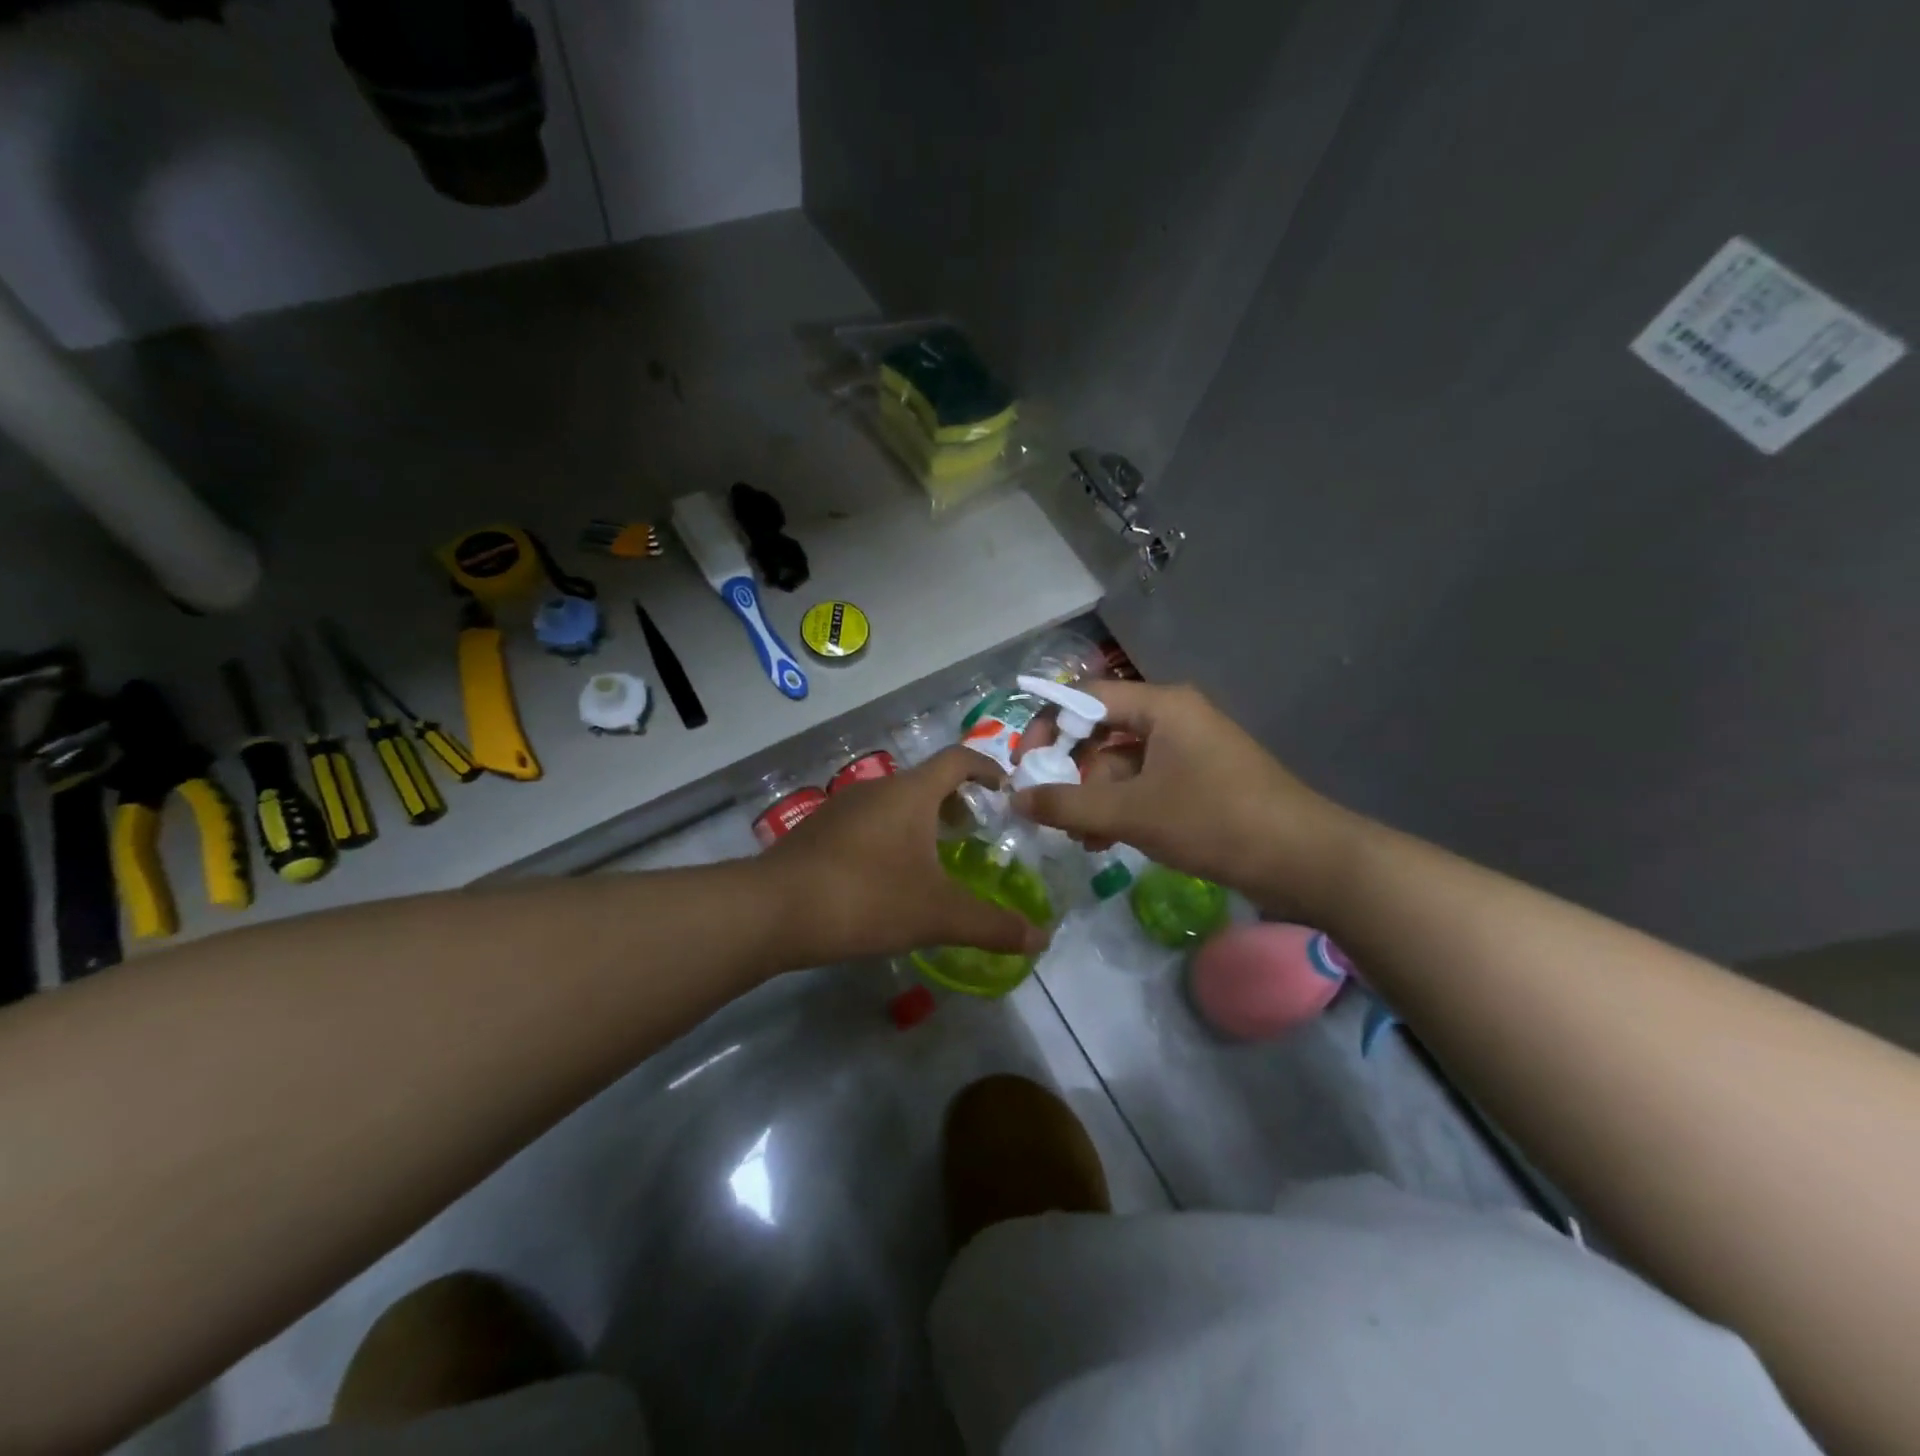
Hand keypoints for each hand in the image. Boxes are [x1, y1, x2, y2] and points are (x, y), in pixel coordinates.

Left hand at [760, 746, 1048, 966]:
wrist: (773, 910)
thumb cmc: (865, 898)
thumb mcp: (937, 914)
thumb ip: (991, 925)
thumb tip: (1041, 938)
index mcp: (910, 793)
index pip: (958, 759)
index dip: (987, 768)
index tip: (1005, 789)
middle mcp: (877, 789)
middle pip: (926, 782)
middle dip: (956, 802)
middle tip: (975, 834)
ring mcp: (842, 808)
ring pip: (894, 803)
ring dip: (921, 821)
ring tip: (935, 859)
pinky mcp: (818, 832)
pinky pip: (868, 823)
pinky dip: (890, 837)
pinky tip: (887, 878)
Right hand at [1013, 681, 1361, 915]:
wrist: (1305, 859)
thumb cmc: (1215, 820)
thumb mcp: (1133, 813)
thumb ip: (1068, 805)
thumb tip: (1015, 798)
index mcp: (1161, 706)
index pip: (1085, 698)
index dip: (1047, 726)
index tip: (1023, 764)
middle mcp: (1174, 718)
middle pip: (1102, 731)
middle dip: (1070, 771)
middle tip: (1046, 807)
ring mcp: (1189, 750)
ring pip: (1122, 764)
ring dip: (1094, 797)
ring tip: (1077, 837)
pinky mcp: (1199, 780)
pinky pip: (1145, 784)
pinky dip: (1121, 807)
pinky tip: (1105, 842)